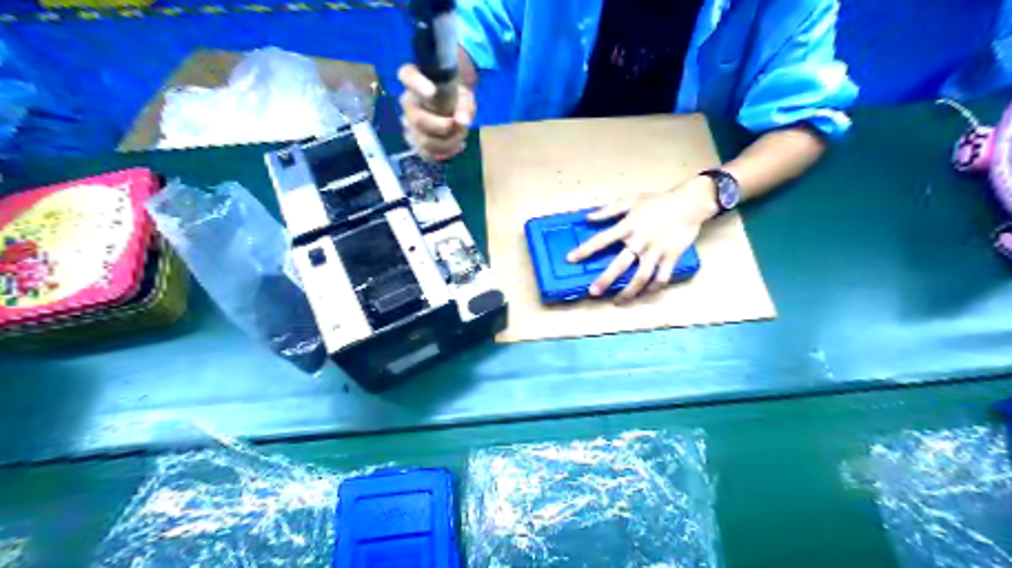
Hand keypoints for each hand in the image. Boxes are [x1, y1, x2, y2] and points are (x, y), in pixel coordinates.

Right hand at [398, 65, 477, 160]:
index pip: (408, 76)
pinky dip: (444, 152)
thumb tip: (463, 121)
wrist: (452, 106)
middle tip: (457, 125)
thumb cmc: (455, 93)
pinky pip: (427, 153)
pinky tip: (456, 146)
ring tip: (460, 135)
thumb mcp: (464, 94)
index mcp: (414, 78)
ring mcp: (408, 123)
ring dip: (447, 143)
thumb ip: (464, 105)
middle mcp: (407, 101)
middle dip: (440, 127)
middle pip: (417, 119)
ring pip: (422, 141)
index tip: (432, 93)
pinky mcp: (415, 141)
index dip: (418, 85)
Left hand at [568, 178, 719, 303]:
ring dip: (628, 292)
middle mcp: (640, 242)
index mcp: (628, 226)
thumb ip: (609, 209)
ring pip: (641, 278)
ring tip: (618, 301)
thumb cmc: (658, 200)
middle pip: (620, 265)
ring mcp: (656, 251)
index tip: (570, 259)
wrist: (689, 203)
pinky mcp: (671, 258)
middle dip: (605, 280)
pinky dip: (653, 289)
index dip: (585, 250)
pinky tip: (644, 294)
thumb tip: (588, 217)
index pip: (601, 240)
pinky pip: (661, 278)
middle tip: (593, 292)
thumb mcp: (631, 200)